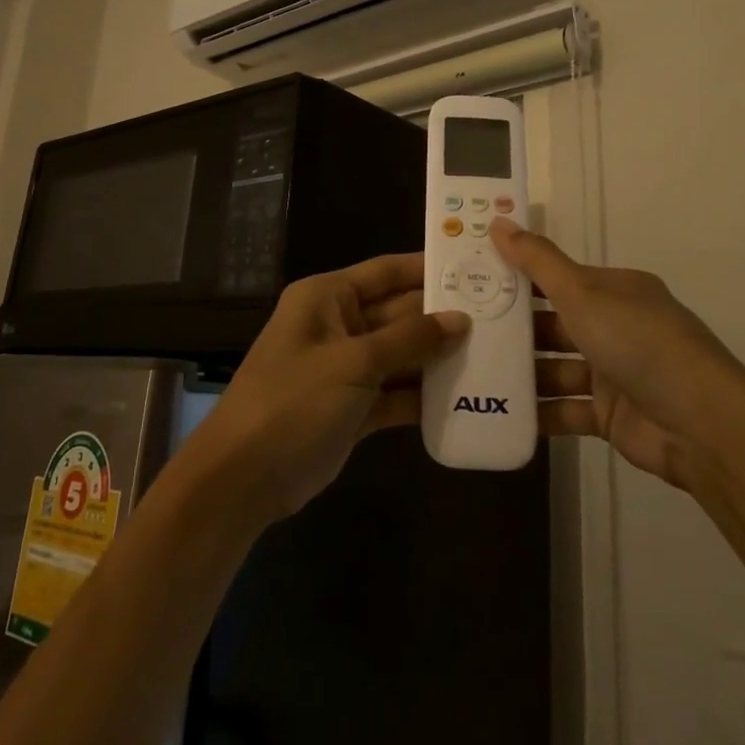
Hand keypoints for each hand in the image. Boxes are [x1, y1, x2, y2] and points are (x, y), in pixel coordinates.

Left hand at [186, 254, 469, 520]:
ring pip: (401, 354)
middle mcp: (338, 325)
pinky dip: (424, 394)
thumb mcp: (353, 363)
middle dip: (442, 317)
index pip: (386, 272)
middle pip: (398, 313)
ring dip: (438, 357)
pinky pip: (396, 391)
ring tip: (494, 354)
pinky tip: (466, 396)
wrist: (244, 478)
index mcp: (327, 298)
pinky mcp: (354, 407)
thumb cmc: (294, 401)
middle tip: (499, 316)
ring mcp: (346, 368)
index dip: (427, 268)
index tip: (475, 266)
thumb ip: (409, 339)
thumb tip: (460, 318)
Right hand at [493, 218, 744, 490]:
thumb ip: (537, 262)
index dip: (518, 276)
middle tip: (462, 330)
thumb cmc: (638, 343)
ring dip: (521, 372)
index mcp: (615, 291)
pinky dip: (538, 411)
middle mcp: (616, 327)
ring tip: (471, 372)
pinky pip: (565, 409)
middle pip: (554, 324)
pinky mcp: (610, 415)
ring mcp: (614, 373)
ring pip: (556, 368)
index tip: (474, 279)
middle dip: (514, 329)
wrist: (700, 423)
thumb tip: (498, 220)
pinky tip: (497, 411)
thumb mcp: (583, 293)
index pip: (558, 278)